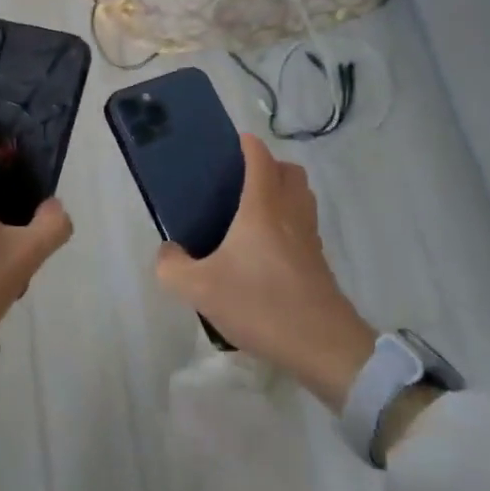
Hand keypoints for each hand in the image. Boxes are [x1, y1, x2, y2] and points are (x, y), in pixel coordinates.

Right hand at [154, 135, 375, 408]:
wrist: (322, 345)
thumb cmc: (260, 304)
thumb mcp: (200, 289)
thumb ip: (172, 267)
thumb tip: (167, 252)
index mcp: (262, 206)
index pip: (260, 158)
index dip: (246, 145)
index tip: (229, 145)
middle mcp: (290, 212)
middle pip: (290, 171)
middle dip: (269, 166)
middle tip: (239, 182)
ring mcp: (309, 237)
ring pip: (302, 197)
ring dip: (283, 193)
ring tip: (252, 213)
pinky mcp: (318, 262)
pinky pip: (305, 225)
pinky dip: (289, 223)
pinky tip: (266, 250)